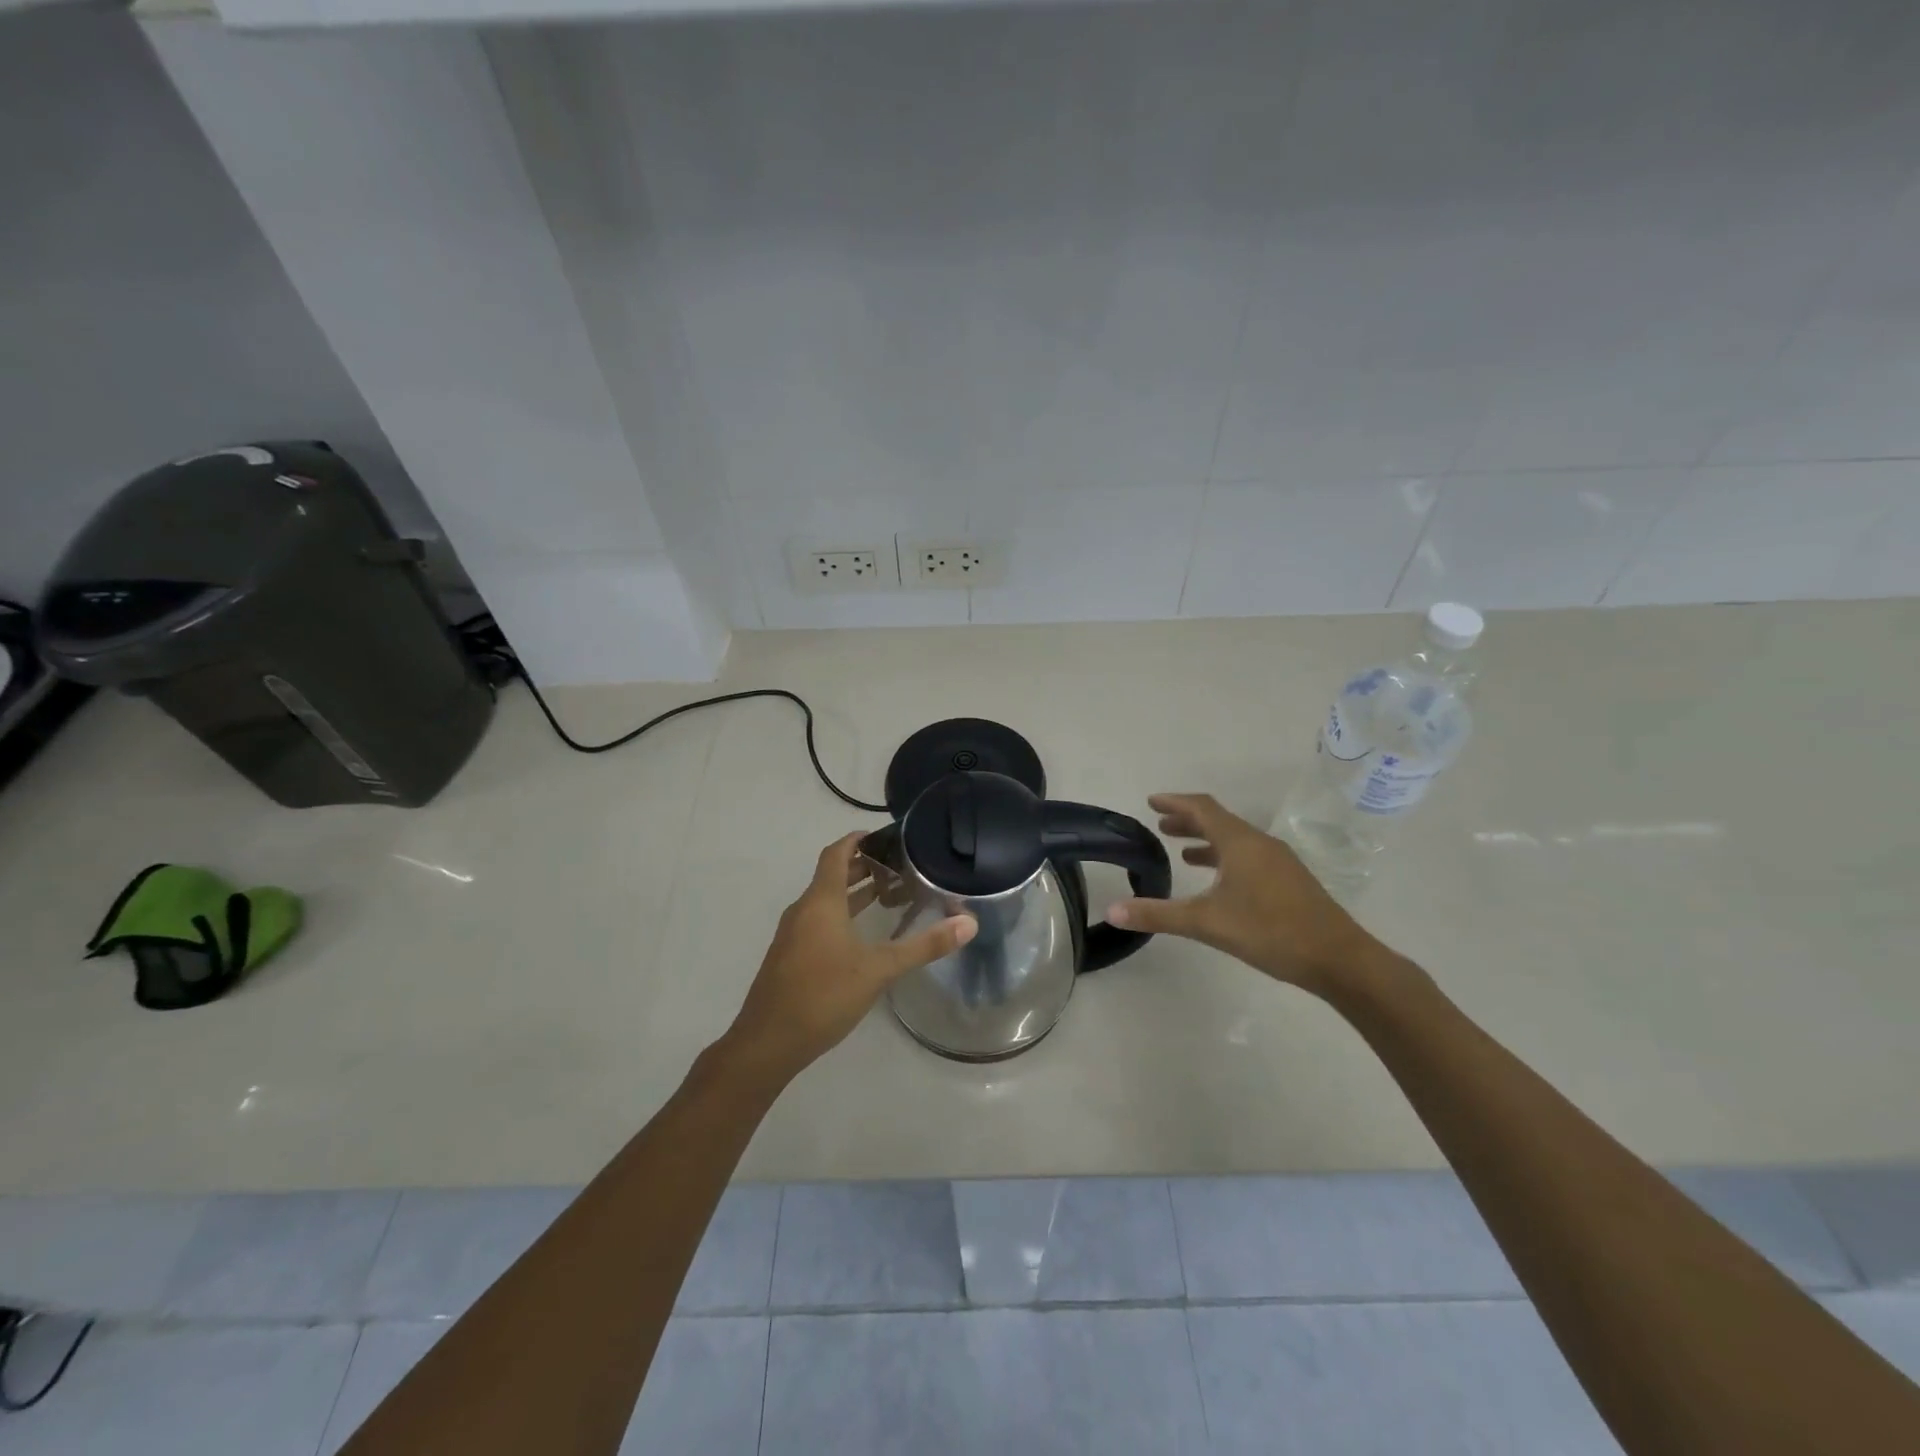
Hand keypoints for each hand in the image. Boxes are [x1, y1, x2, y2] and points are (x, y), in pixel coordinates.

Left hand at [719, 832, 976, 1085]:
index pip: (837, 853)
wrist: (767, 1042)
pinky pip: (818, 920)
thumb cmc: (823, 995)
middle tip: (899, 866)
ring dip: (854, 892)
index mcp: (821, 901)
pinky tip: (863, 935)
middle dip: (864, 866)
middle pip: (833, 875)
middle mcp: (804, 910)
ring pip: (826, 900)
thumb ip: (924, 946)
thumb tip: (969, 923)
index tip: (886, 836)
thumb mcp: (879, 969)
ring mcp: (793, 934)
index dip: (858, 839)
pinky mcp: (790, 956)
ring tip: (889, 894)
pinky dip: (842, 914)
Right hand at [1106, 793, 1382, 997]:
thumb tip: (1112, 911)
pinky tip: (1218, 881)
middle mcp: (1259, 843)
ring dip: (1206, 840)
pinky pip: (1248, 856)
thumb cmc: (1270, 932)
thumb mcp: (1207, 923)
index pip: (1202, 808)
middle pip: (1218, 821)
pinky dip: (1224, 858)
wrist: (1339, 959)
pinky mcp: (1289, 880)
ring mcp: (1278, 861)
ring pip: (1234, 840)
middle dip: (1187, 821)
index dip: (1175, 802)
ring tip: (1181, 852)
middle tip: (1160, 825)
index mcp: (1240, 843)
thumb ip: (1159, 915)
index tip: (1151, 801)